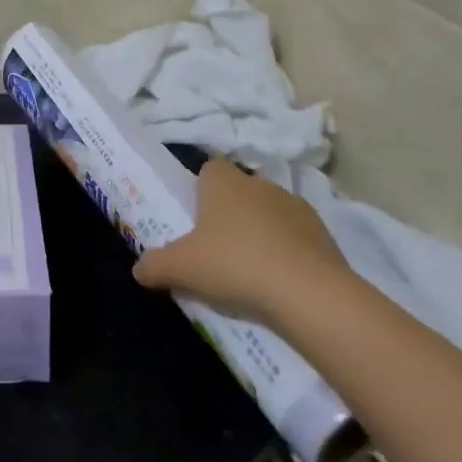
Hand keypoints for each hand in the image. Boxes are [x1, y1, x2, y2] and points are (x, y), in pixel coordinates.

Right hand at [132, 157, 347, 325]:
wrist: (308, 293)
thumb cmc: (234, 264)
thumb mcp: (181, 268)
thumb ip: (154, 265)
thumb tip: (138, 270)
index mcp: (223, 181)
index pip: (208, 168)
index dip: (200, 189)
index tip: (194, 217)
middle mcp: (259, 183)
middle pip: (238, 191)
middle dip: (229, 213)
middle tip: (215, 248)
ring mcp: (295, 206)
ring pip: (268, 212)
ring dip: (260, 231)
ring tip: (250, 269)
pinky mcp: (323, 233)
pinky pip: (296, 237)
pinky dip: (287, 252)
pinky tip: (279, 281)